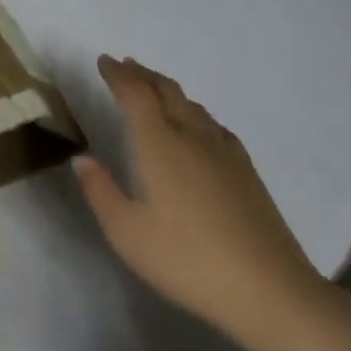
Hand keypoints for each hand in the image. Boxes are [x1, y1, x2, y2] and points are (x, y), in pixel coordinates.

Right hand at [75, 55, 324, 343]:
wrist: (269, 289)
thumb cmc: (187, 260)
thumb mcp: (128, 233)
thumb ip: (101, 191)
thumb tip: (82, 158)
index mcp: (160, 145)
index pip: (136, 95)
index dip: (118, 75)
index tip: (104, 61)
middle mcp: (193, 137)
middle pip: (166, 91)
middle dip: (142, 74)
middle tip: (124, 65)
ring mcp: (225, 152)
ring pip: (192, 105)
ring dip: (167, 90)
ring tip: (152, 89)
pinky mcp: (246, 170)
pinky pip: (213, 124)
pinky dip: (194, 112)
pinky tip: (196, 126)